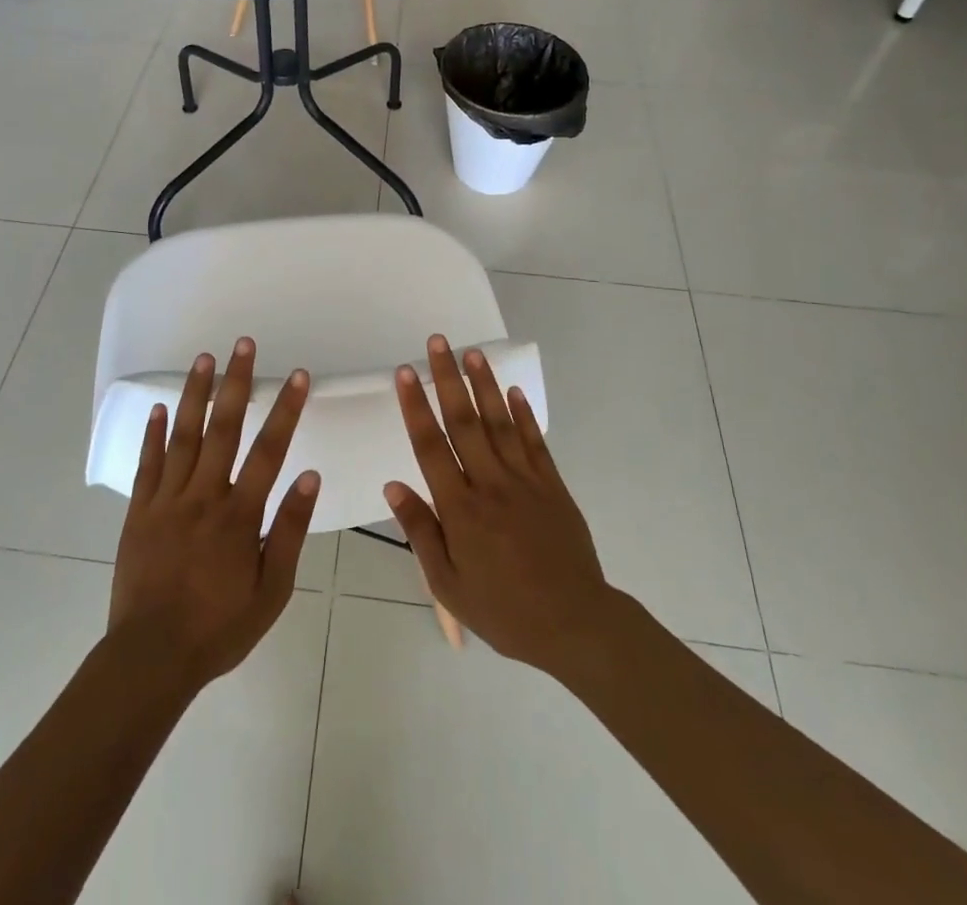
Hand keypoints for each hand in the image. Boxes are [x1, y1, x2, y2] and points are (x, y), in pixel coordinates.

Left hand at [109, 338, 320, 693]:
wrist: (151, 659)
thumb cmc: (219, 627)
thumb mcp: (271, 591)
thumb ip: (289, 531)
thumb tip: (310, 477)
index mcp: (239, 515)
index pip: (269, 450)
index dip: (286, 410)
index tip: (298, 376)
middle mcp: (203, 497)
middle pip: (224, 429)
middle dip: (236, 383)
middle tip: (244, 345)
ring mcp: (167, 501)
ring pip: (184, 437)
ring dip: (195, 394)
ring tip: (204, 358)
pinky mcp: (139, 512)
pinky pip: (148, 465)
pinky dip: (153, 434)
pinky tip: (160, 407)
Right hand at [385, 335, 619, 678]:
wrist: (573, 625)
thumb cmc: (503, 610)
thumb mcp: (448, 584)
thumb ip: (420, 531)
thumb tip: (393, 486)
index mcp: (461, 509)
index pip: (431, 446)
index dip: (415, 406)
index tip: (405, 372)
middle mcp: (490, 484)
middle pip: (464, 422)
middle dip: (448, 379)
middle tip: (438, 342)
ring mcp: (525, 481)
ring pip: (499, 422)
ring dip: (485, 385)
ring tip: (473, 352)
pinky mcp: (552, 485)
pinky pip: (534, 441)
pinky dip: (522, 414)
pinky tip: (511, 390)